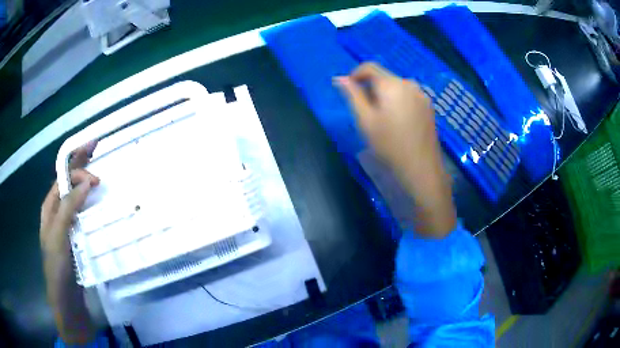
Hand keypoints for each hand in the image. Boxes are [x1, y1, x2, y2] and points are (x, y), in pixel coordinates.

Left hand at [41, 145, 98, 256]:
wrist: (65, 296)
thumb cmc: (57, 265)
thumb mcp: (59, 234)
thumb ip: (69, 207)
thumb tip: (86, 182)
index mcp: (50, 206)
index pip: (63, 178)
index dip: (78, 171)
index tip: (96, 179)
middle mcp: (58, 211)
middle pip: (70, 183)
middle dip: (82, 168)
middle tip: (98, 156)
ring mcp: (68, 224)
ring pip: (78, 198)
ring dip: (88, 187)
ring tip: (102, 180)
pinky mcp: (77, 236)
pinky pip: (84, 216)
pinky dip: (92, 207)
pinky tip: (100, 207)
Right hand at [336, 62, 455, 236]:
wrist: (421, 168)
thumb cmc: (389, 144)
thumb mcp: (365, 120)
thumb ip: (352, 95)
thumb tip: (339, 78)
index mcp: (392, 84)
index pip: (370, 67)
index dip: (355, 74)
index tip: (349, 91)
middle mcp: (409, 84)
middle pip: (384, 77)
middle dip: (371, 88)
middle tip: (365, 111)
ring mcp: (422, 95)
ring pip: (397, 87)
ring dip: (385, 95)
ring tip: (382, 118)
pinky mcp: (429, 107)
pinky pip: (408, 96)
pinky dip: (398, 101)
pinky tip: (398, 122)